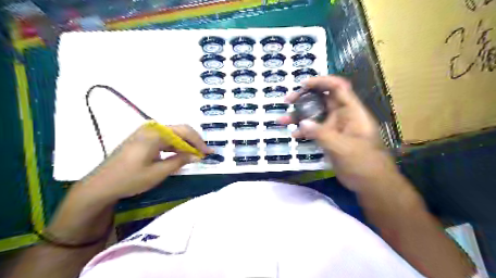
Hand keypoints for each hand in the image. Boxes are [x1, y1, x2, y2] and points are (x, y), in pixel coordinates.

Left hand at [82, 123, 213, 199]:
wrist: (101, 185)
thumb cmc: (130, 179)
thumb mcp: (158, 172)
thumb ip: (180, 161)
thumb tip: (197, 155)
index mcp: (155, 134)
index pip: (185, 132)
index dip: (199, 142)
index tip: (209, 153)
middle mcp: (152, 128)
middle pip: (180, 130)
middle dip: (194, 142)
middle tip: (204, 154)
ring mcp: (146, 133)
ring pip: (173, 135)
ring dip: (185, 144)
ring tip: (196, 155)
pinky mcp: (143, 139)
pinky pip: (165, 139)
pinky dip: (175, 146)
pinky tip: (181, 154)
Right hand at [279, 74, 398, 192]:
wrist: (371, 184)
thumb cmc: (364, 164)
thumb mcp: (343, 148)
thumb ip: (322, 134)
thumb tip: (302, 123)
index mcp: (352, 112)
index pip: (338, 87)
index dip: (321, 81)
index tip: (303, 84)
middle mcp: (342, 115)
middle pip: (322, 98)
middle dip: (304, 97)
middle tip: (288, 101)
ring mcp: (335, 127)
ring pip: (315, 115)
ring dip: (299, 115)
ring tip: (282, 120)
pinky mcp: (329, 138)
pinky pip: (314, 130)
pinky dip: (303, 131)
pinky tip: (293, 136)